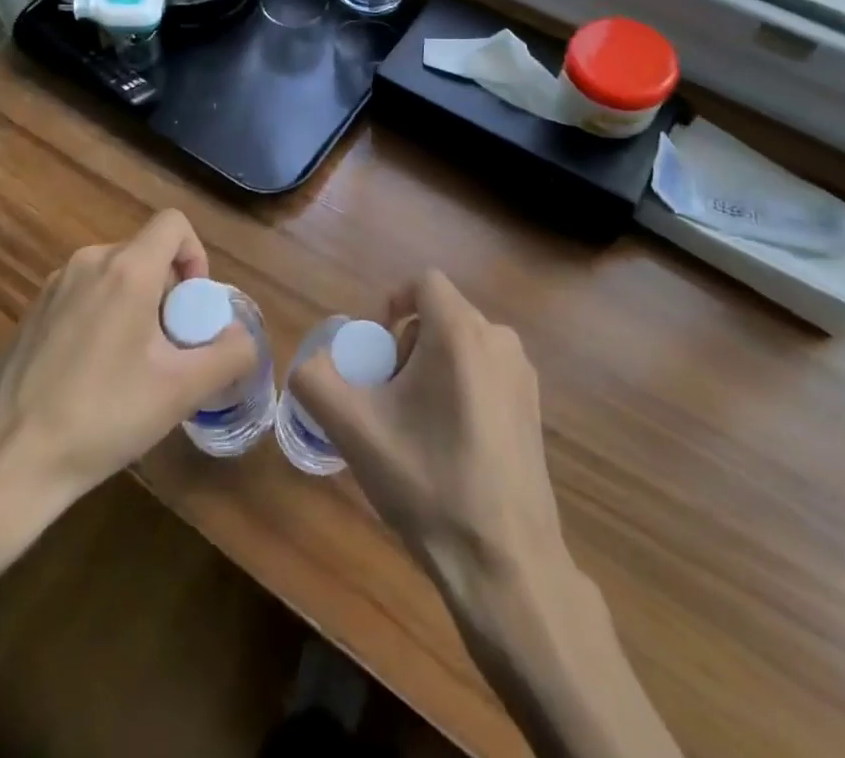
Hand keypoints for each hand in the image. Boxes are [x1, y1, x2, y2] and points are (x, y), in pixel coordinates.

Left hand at [0, 209, 256, 579]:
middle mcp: (88, 263)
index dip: (196, 256)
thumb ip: (229, 355)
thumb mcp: (180, 391)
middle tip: (168, 351)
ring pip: (115, 277)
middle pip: (146, 255)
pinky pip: (85, 298)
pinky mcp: (30, 314)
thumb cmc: (100, 418)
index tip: (192, 308)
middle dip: (168, 294)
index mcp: (126, 269)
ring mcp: (53, 288)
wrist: (1, 464)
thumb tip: (243, 337)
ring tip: (132, 369)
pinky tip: (92, 379)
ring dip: (137, 309)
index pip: (174, 224)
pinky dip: (103, 320)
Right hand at [296, 273, 677, 757]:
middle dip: (407, 345)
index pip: (423, 283)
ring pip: (464, 344)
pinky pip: (487, 372)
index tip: (377, 353)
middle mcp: (499, 339)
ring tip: (417, 425)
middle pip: (441, 315)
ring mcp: (523, 375)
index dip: (392, 306)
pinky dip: (461, 387)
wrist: (505, 561)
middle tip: (389, 398)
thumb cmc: (427, 483)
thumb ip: (317, 381)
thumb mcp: (355, 430)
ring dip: (433, 367)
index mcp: (461, 331)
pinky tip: (451, 445)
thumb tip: (309, 363)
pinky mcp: (535, 407)